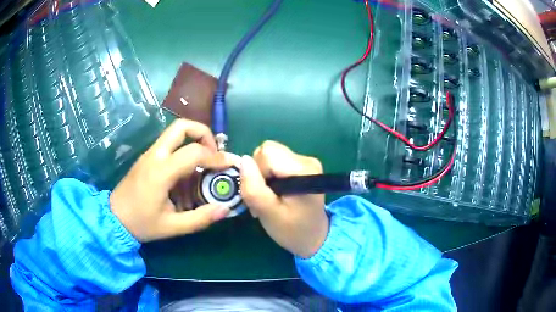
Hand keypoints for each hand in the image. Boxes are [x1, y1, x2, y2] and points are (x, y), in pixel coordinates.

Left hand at [110, 119, 232, 241]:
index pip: (194, 152)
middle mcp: (155, 156)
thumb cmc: (142, 223)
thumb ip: (200, 218)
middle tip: (214, 153)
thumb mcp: (172, 227)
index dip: (216, 156)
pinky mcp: (147, 158)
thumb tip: (225, 208)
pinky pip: (169, 146)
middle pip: (182, 126)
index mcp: (161, 172)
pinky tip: (187, 177)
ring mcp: (149, 154)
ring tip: (204, 166)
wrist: (114, 218)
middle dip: (203, 133)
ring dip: (194, 143)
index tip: (229, 164)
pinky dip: (184, 152)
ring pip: (175, 133)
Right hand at [240, 141, 328, 258]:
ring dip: (263, 174)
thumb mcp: (268, 214)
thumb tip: (243, 160)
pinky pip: (276, 161)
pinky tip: (276, 192)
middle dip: (259, 172)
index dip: (257, 172)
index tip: (263, 193)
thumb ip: (253, 188)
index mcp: (303, 170)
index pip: (266, 153)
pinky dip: (270, 175)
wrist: (314, 237)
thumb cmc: (292, 230)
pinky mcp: (302, 165)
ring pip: (269, 155)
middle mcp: (306, 160)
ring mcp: (306, 161)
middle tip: (264, 197)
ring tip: (270, 197)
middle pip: (268, 150)